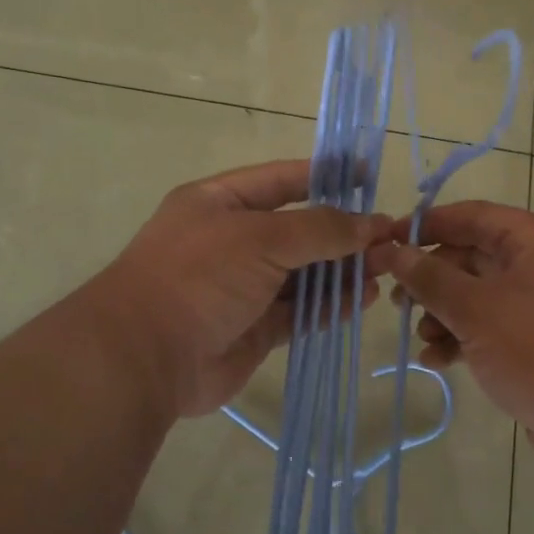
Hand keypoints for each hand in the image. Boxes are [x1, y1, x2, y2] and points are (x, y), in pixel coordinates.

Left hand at [88, 160, 390, 419]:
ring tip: (384, 268)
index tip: (368, 175)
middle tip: (389, 237)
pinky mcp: (253, 329)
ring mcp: (242, 288)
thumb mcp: (261, 237)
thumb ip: (320, 229)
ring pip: (302, 274)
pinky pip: (299, 312)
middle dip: (342, 233)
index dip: (325, 175)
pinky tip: (361, 299)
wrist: (145, 357)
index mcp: (220, 203)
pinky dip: (329, 305)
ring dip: (341, 271)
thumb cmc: (199, 276)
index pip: (282, 180)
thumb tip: (372, 225)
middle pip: (298, 230)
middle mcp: (231, 242)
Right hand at [381, 202, 533, 466]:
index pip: (473, 216)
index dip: (428, 225)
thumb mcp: (476, 309)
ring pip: (479, 296)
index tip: (387, 238)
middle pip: (473, 257)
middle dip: (432, 279)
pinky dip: (464, 338)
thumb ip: (431, 278)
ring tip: (420, 337)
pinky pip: (493, 327)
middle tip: (395, 298)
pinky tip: (438, 360)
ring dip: (444, 313)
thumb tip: (394, 251)